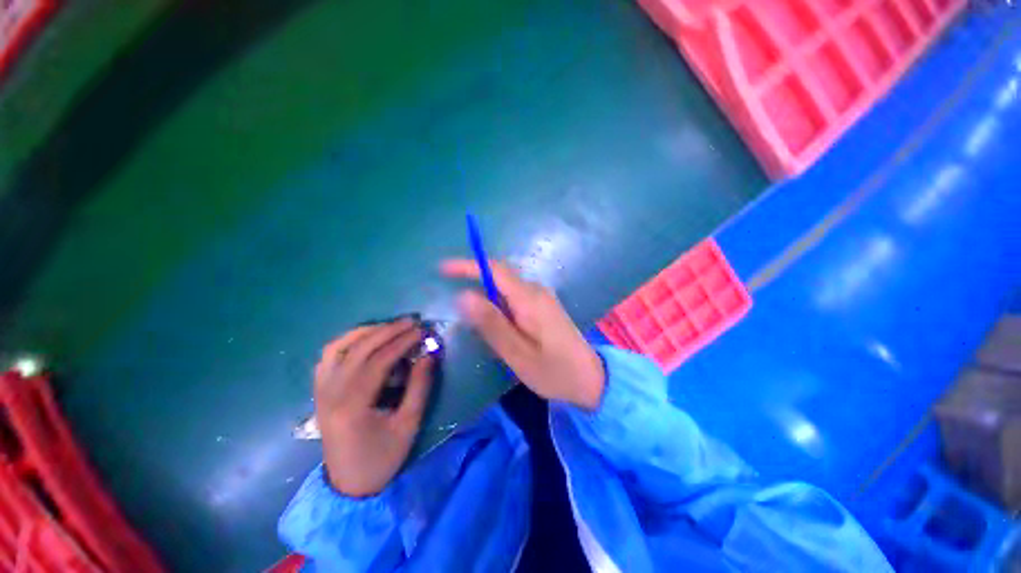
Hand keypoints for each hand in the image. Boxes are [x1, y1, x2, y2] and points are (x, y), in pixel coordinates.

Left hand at [314, 319, 433, 496]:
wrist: (349, 484)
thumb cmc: (382, 457)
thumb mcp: (409, 424)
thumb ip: (420, 386)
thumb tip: (429, 354)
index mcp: (352, 405)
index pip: (379, 361)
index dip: (402, 342)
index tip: (422, 330)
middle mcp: (331, 393)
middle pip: (359, 349)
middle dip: (388, 330)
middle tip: (411, 321)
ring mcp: (321, 391)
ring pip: (338, 347)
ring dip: (366, 331)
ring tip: (390, 326)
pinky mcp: (320, 391)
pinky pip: (329, 356)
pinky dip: (347, 341)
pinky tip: (365, 339)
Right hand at [442, 259, 604, 409]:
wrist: (591, 379)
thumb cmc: (554, 371)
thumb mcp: (517, 353)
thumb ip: (491, 323)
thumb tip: (463, 296)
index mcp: (530, 299)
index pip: (495, 270)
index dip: (468, 265)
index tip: (443, 268)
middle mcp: (537, 291)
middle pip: (501, 277)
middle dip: (475, 283)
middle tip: (457, 306)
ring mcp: (543, 298)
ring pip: (507, 289)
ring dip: (488, 299)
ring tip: (478, 325)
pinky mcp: (545, 307)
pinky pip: (516, 298)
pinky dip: (500, 306)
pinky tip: (499, 328)